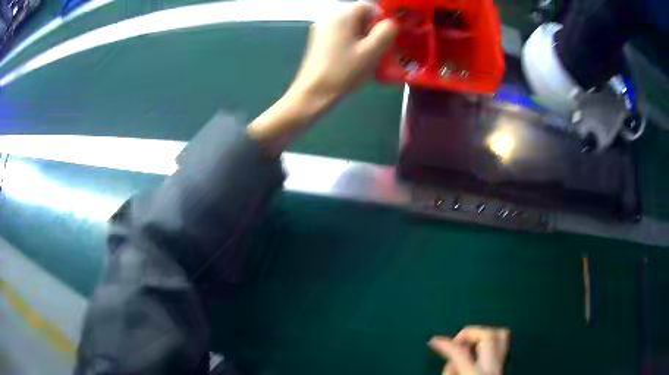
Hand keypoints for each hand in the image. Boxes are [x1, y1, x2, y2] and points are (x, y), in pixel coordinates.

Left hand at [248, 2, 396, 154]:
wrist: (314, 93)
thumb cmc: (344, 71)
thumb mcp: (372, 51)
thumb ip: (386, 32)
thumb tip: (391, 23)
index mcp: (342, 16)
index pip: (368, 6)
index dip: (382, 18)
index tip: (389, 35)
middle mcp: (330, 18)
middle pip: (359, 16)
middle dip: (373, 29)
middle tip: (382, 48)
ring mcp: (322, 29)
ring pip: (351, 27)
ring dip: (364, 37)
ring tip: (370, 56)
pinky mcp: (318, 41)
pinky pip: (341, 35)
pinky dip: (352, 43)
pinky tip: (356, 59)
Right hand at [429, 326, 509, 374]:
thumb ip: (450, 371)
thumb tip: (453, 357)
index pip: (460, 353)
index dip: (445, 344)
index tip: (433, 341)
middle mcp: (492, 368)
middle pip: (488, 336)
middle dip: (469, 333)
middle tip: (455, 342)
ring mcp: (502, 366)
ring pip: (501, 335)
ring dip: (482, 334)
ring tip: (468, 345)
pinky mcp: (504, 365)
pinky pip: (501, 344)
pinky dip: (489, 341)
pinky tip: (477, 351)